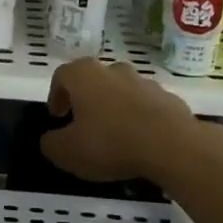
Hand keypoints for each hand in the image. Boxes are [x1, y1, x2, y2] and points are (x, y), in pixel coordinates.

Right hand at [41, 59, 198, 182]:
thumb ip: (51, 144)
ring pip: (122, 91)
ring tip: (113, 134)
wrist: (172, 145)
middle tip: (82, 122)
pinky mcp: (169, 98)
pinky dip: (139, 117)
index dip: (56, 95)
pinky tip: (140, 141)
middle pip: (93, 80)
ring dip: (114, 107)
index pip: (62, 76)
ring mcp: (145, 82)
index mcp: (84, 75)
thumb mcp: (68, 152)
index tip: (57, 116)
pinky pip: (146, 105)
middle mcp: (114, 70)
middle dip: (86, 99)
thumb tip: (50, 140)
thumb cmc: (110, 143)